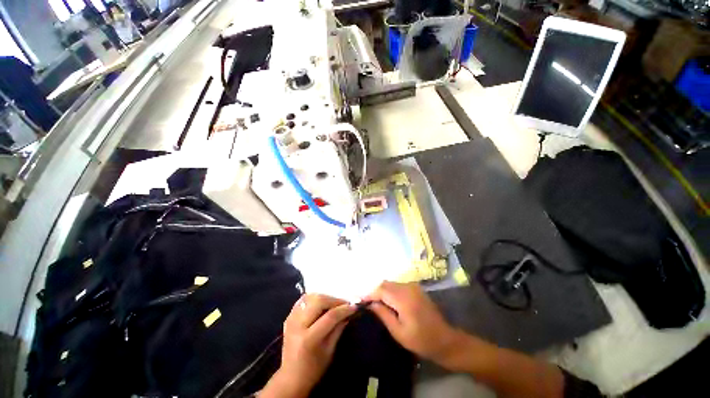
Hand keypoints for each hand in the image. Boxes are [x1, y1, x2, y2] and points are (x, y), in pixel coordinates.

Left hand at [263, 294, 355, 397]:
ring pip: (310, 297)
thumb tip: (349, 312)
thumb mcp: (330, 351)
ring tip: (333, 304)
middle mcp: (298, 325)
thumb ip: (339, 328)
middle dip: (334, 300)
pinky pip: (303, 300)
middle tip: (344, 304)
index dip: (344, 309)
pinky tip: (321, 304)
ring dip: (324, 297)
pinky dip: (314, 298)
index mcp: (308, 339)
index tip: (354, 306)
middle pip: (318, 301)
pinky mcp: (288, 317)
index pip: (330, 316)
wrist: (291, 377)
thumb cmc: (314, 368)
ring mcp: (291, 319)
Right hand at [366, 282, 460, 364]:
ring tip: (375, 303)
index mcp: (404, 299)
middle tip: (366, 303)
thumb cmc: (421, 340)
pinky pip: (398, 286)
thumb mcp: (399, 332)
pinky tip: (387, 301)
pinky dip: (390, 291)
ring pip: (391, 284)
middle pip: (385, 284)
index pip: (381, 290)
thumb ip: (383, 314)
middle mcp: (408, 287)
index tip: (360, 301)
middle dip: (375, 292)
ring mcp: (413, 286)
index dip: (369, 294)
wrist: (445, 340)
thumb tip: (370, 304)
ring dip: (382, 291)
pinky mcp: (416, 288)